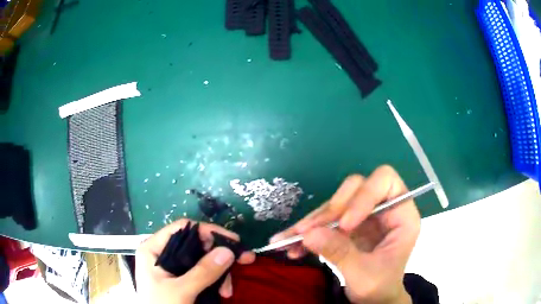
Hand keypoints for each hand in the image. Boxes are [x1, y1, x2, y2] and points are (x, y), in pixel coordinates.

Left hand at [136, 219, 255, 303]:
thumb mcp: (181, 290)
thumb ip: (203, 272)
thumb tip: (228, 251)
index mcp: (154, 249)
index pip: (183, 228)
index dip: (208, 231)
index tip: (233, 241)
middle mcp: (163, 254)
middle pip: (196, 245)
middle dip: (219, 257)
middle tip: (244, 261)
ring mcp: (173, 267)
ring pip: (202, 261)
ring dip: (220, 274)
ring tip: (228, 291)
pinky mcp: (181, 280)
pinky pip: (202, 274)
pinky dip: (215, 281)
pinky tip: (223, 293)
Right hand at [271, 166, 418, 303]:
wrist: (374, 299)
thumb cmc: (380, 287)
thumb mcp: (363, 274)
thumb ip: (339, 253)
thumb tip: (308, 233)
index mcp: (401, 215)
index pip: (385, 182)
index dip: (364, 196)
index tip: (344, 225)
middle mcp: (383, 209)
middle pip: (356, 187)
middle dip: (331, 209)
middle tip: (309, 231)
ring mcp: (364, 216)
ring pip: (336, 203)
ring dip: (313, 221)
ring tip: (290, 240)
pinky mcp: (348, 225)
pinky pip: (325, 219)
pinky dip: (308, 231)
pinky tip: (291, 244)